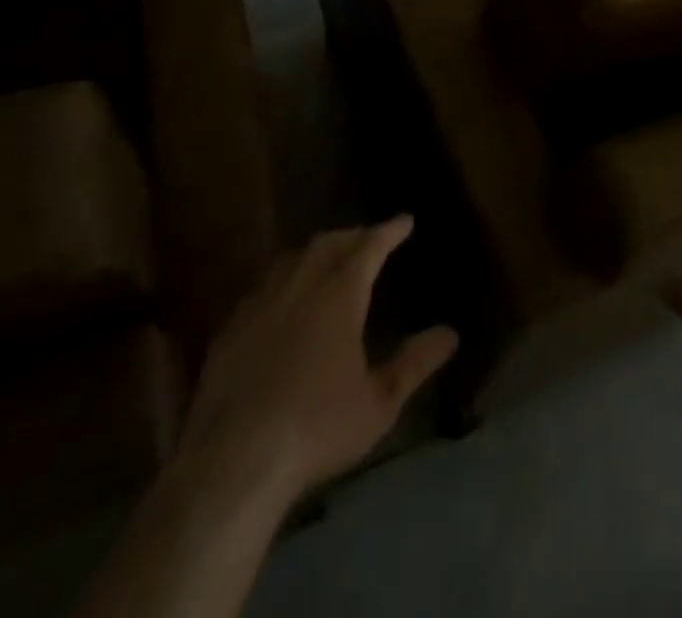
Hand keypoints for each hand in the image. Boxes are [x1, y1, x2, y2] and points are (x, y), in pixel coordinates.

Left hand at [175, 216, 457, 503]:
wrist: (234, 461)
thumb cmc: (317, 428)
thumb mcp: (379, 402)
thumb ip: (414, 363)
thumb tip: (450, 333)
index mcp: (339, 295)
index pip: (369, 247)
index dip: (389, 230)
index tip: (405, 220)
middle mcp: (300, 286)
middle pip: (328, 244)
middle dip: (353, 235)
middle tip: (369, 239)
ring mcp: (260, 304)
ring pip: (292, 259)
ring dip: (316, 252)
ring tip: (329, 259)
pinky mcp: (230, 329)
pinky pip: (262, 286)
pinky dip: (283, 279)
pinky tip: (282, 299)